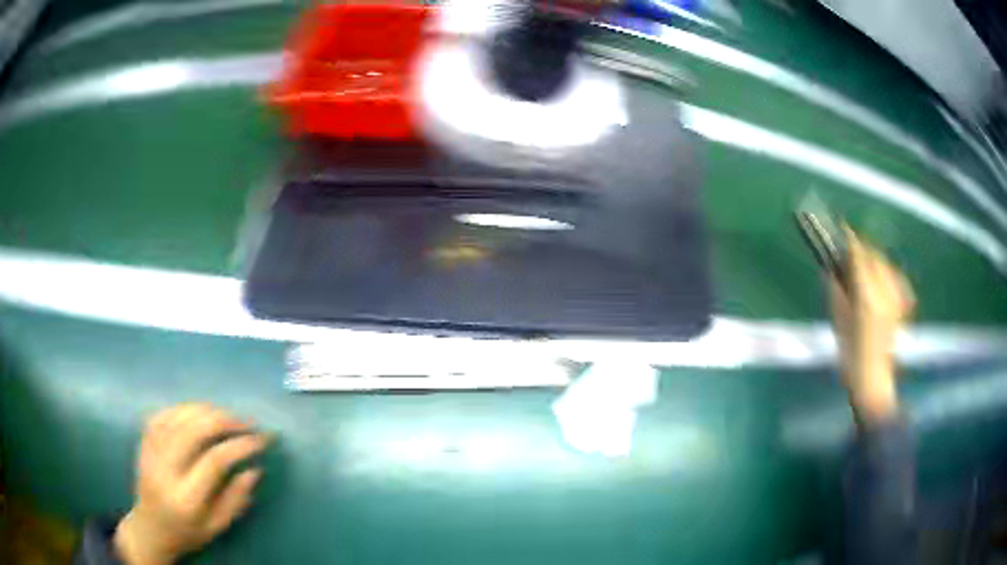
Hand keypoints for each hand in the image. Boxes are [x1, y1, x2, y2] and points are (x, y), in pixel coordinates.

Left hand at [114, 404, 271, 564]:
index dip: (239, 446)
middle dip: (225, 420)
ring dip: (208, 410)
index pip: (214, 461)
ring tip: (229, 415)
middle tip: (247, 422)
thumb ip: (236, 499)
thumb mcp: (217, 526)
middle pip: (194, 431)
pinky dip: (186, 408)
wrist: (150, 526)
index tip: (261, 441)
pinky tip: (201, 411)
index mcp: (186, 497)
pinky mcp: (144, 440)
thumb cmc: (188, 531)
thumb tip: (254, 469)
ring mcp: (151, 451)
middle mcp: (165, 469)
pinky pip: (165, 413)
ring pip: (179, 417)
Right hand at [829, 227, 914, 424]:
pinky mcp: (901, 305)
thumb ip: (837, 290)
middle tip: (849, 253)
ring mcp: (895, 298)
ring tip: (864, 270)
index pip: (859, 255)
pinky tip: (880, 285)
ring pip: (886, 264)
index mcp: (866, 296)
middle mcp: (884, 292)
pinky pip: (895, 278)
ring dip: (874, 261)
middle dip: (863, 249)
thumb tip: (832, 268)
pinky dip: (886, 274)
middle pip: (875, 255)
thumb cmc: (851, 357)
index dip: (849, 239)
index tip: (841, 229)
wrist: (873, 380)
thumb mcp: (838, 323)